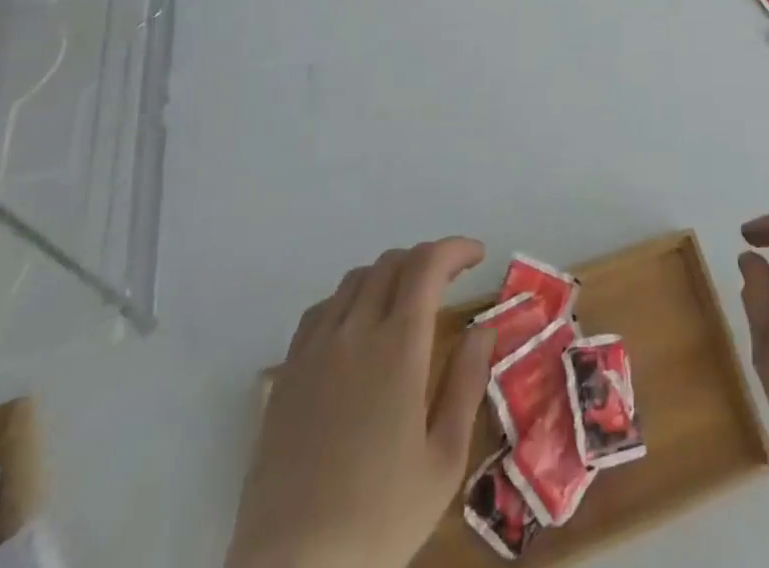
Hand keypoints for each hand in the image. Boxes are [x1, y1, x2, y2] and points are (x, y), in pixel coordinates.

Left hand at [227, 238, 493, 567]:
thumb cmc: (380, 520)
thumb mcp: (443, 460)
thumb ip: (467, 383)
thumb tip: (483, 328)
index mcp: (398, 346)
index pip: (427, 265)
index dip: (455, 249)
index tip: (478, 255)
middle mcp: (354, 332)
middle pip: (391, 263)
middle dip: (426, 259)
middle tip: (450, 280)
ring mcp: (314, 351)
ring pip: (354, 280)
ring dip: (388, 275)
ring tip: (407, 301)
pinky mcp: (285, 375)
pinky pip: (320, 311)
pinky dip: (349, 299)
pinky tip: (357, 329)